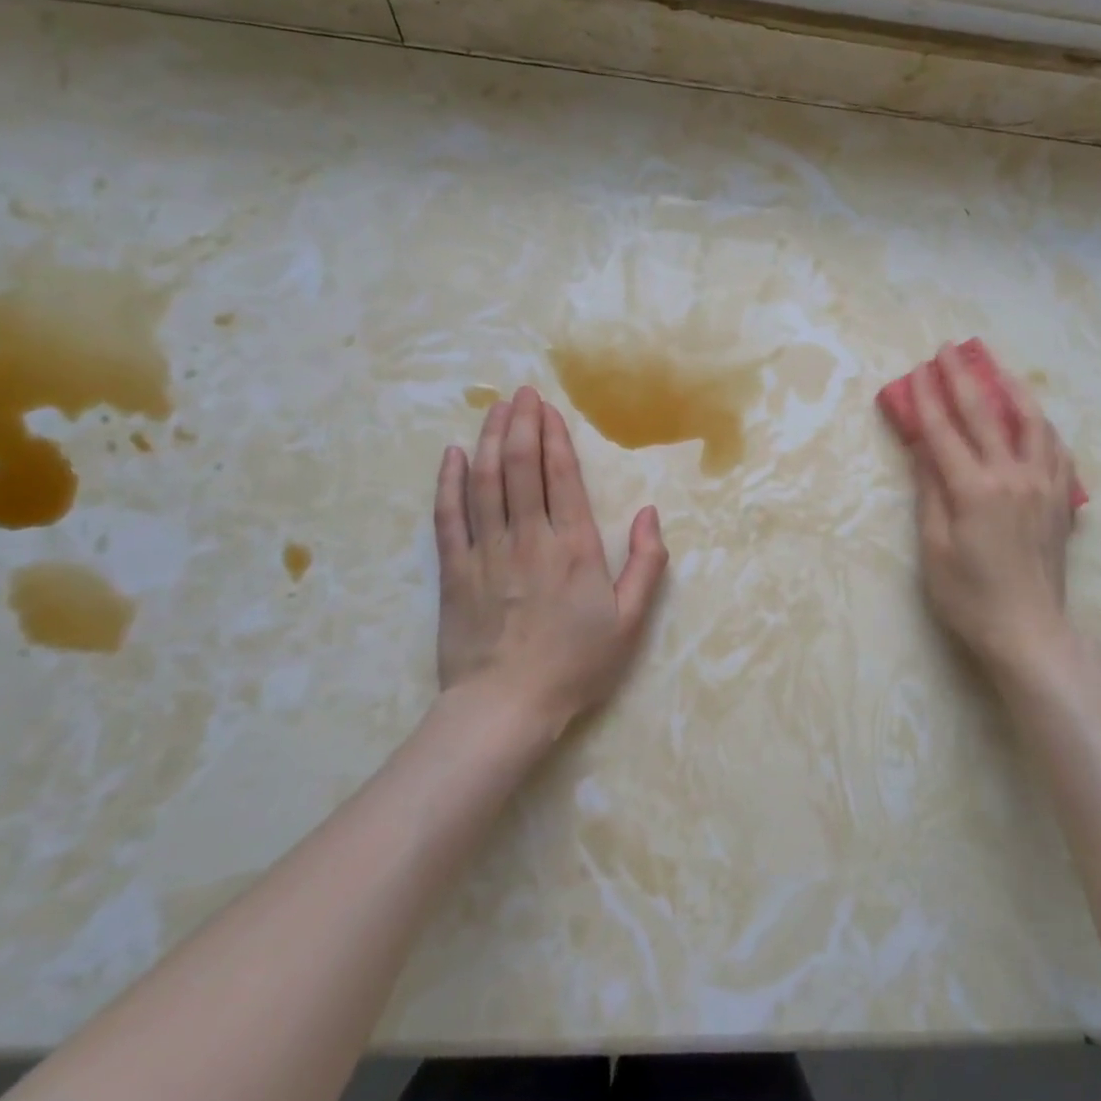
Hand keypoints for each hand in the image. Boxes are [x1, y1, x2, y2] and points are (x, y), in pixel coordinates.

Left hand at [433, 386, 667, 728]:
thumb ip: (647, 564)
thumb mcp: (630, 621)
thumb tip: (651, 513)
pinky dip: (448, 482)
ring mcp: (486, 551)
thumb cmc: (575, 664)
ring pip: (484, 481)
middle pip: (520, 466)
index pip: (561, 476)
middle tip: (520, 392)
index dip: (554, 436)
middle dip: (520, 423)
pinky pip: (448, 516)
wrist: (505, 708)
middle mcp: (529, 537)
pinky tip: (451, 455)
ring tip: (493, 408)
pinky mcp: (454, 570)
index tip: (548, 408)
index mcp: (574, 547)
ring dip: (488, 439)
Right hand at [907, 343, 1077, 673]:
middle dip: (963, 377)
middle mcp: (1012, 476)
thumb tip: (921, 448)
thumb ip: (929, 492)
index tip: (916, 370)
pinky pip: (1055, 448)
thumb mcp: (934, 547)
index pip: (944, 431)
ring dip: (1011, 388)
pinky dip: (1040, 425)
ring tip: (996, 368)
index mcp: (974, 490)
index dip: (926, 398)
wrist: (1029, 631)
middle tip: (949, 349)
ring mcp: (1043, 485)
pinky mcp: (1061, 499)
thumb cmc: (968, 596)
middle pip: (985, 414)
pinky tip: (1031, 419)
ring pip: (1030, 421)